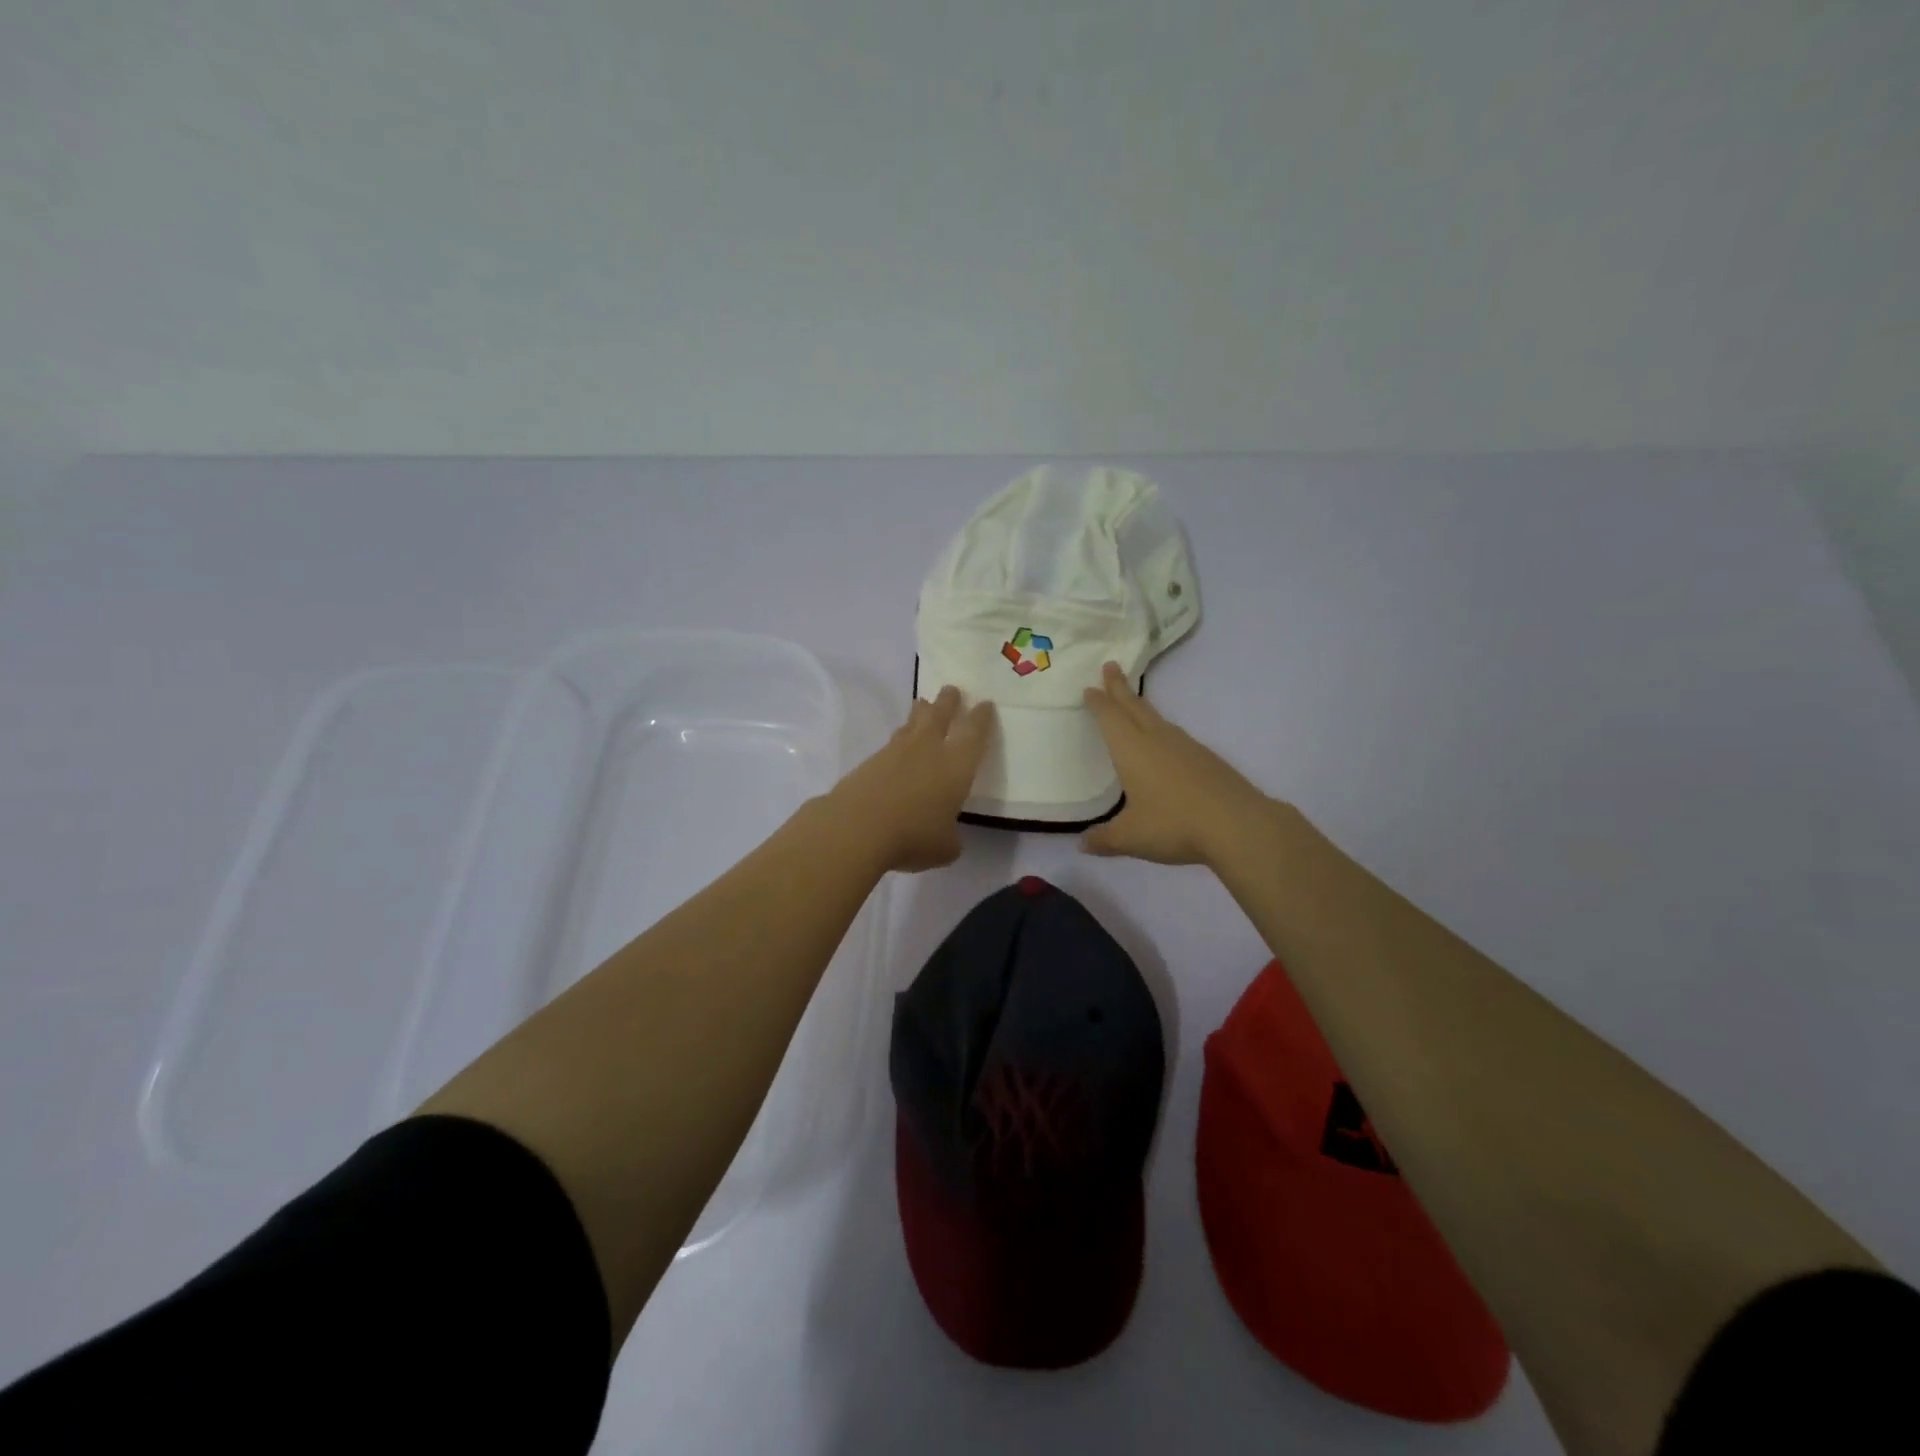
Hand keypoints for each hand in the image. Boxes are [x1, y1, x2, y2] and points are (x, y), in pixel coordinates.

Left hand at [823, 686, 995, 872]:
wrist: (857, 827)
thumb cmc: (913, 836)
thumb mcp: (945, 847)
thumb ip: (951, 836)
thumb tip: (945, 834)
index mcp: (957, 766)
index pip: (975, 734)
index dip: (982, 718)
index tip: (985, 704)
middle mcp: (929, 750)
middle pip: (941, 715)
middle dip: (949, 702)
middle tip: (952, 690)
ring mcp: (896, 752)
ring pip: (913, 724)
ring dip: (921, 713)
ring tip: (923, 705)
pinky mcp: (870, 761)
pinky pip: (892, 743)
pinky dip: (899, 740)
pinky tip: (898, 747)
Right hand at [1081, 662, 1277, 865]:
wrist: (1237, 824)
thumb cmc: (1173, 824)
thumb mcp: (1130, 837)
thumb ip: (1104, 839)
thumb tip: (1083, 844)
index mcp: (1132, 749)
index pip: (1110, 718)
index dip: (1099, 702)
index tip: (1090, 687)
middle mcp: (1157, 740)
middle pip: (1134, 706)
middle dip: (1120, 687)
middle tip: (1111, 666)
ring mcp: (1185, 746)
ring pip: (1157, 718)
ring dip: (1141, 707)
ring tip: (1133, 703)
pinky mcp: (1206, 759)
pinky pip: (1175, 735)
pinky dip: (1161, 729)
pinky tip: (1165, 742)